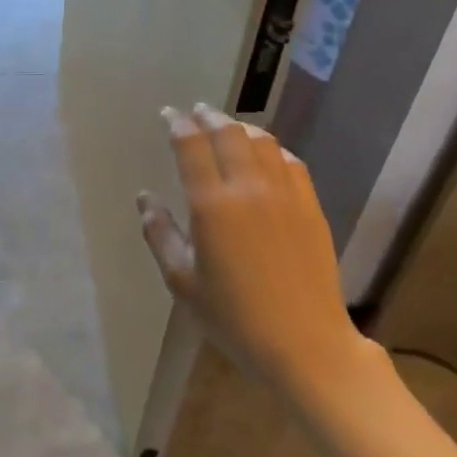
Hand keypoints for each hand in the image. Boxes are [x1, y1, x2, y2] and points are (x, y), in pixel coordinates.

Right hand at [137, 104, 373, 408]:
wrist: (305, 344)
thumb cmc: (234, 317)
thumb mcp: (182, 281)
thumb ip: (160, 234)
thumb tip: (145, 198)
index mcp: (212, 204)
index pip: (190, 144)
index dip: (176, 123)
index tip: (167, 115)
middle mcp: (249, 187)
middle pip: (227, 132)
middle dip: (207, 116)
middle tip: (194, 112)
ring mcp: (285, 194)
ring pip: (262, 141)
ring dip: (240, 127)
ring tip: (227, 127)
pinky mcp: (311, 206)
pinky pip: (291, 161)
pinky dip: (272, 148)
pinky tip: (266, 154)